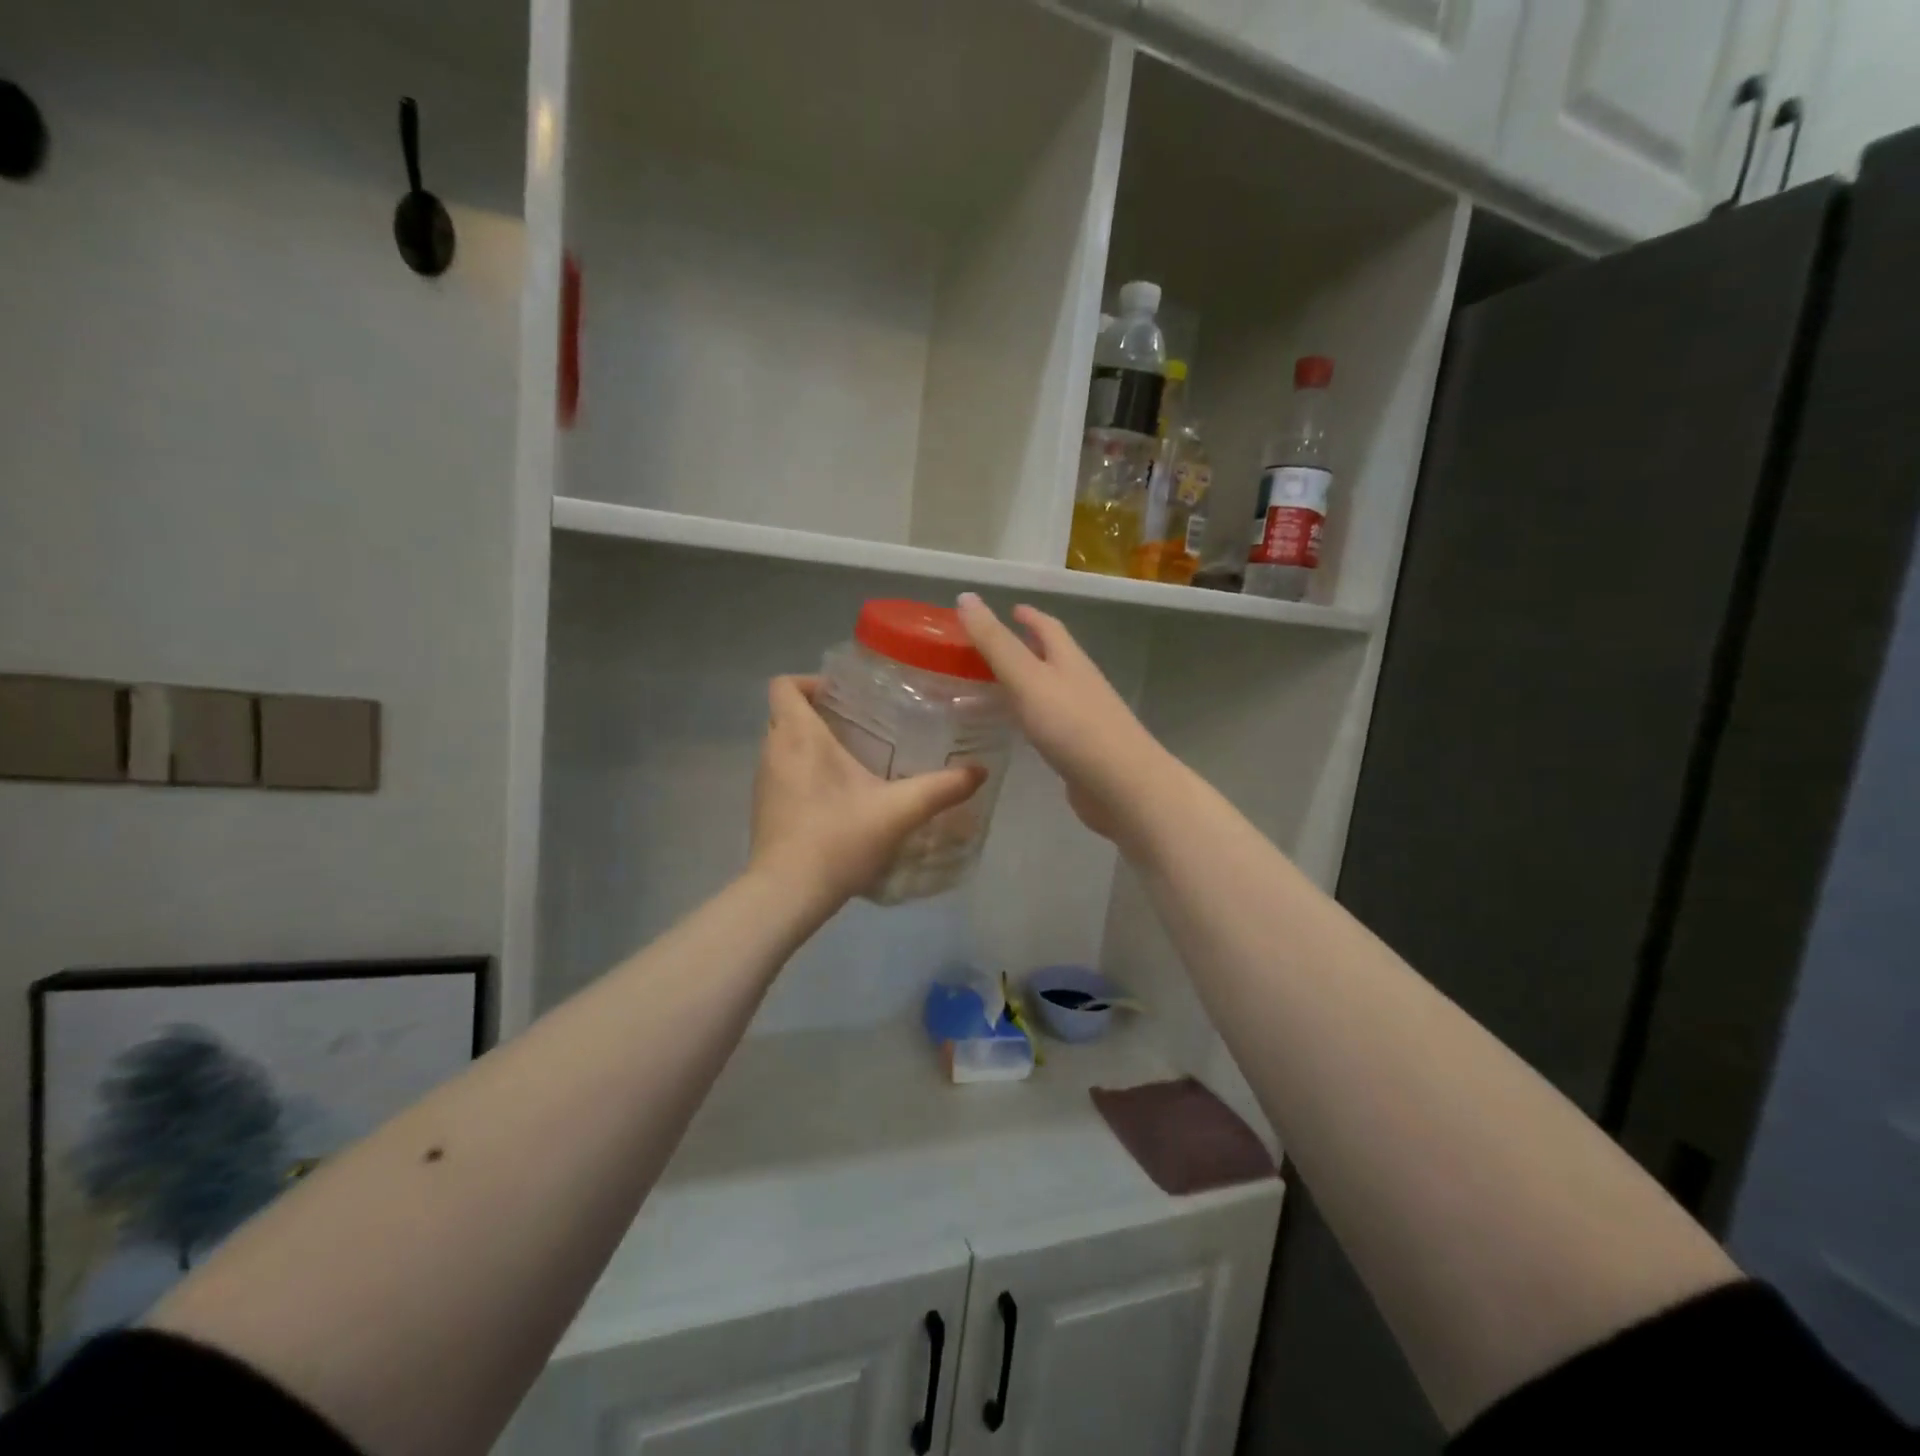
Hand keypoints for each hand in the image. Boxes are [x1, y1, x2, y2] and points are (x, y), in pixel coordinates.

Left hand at [749, 675, 985, 906]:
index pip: (784, 685)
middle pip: (784, 712)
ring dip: (809, 743)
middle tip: (859, 723)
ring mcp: (763, 782)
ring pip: (781, 744)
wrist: (788, 893)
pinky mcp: (763, 809)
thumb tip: (979, 771)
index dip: (810, 680)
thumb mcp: (899, 811)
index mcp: (799, 736)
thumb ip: (941, 788)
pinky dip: (803, 772)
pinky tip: (837, 796)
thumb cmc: (838, 838)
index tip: (844, 695)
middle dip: (817, 711)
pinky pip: (782, 773)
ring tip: (853, 757)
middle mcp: (773, 751)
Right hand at [955, 593, 1172, 843]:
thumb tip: (966, 596)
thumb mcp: (1027, 679)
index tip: (1009, 608)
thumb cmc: (1073, 726)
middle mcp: (1078, 683)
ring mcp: (1082, 718)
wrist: (1121, 786)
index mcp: (1069, 660)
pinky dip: (1028, 717)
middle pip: (1051, 657)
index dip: (1028, 616)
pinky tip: (1015, 729)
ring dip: (1024, 684)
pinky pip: (1048, 723)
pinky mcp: (1079, 749)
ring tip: (991, 687)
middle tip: (988, 650)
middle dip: (1024, 648)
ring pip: (1048, 691)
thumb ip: (995, 643)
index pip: (1048, 628)